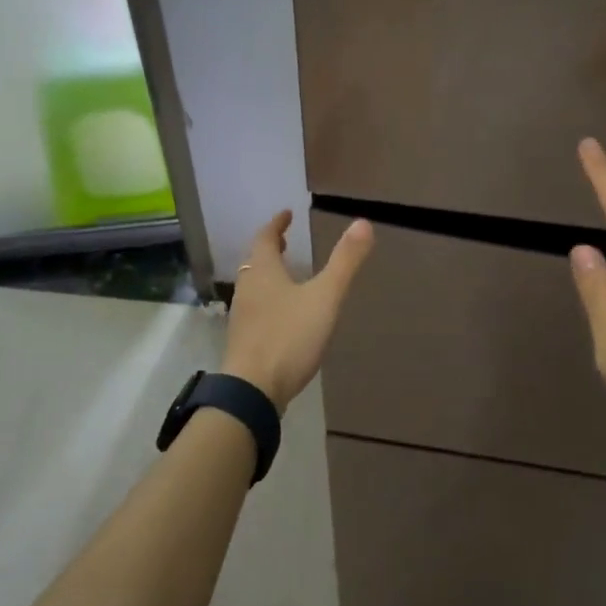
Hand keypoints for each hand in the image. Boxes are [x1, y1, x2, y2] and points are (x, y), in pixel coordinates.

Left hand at [221, 210, 374, 410]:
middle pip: (255, 261)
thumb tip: (363, 223)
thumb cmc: (289, 336)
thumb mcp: (324, 297)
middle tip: (284, 242)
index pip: (265, 238)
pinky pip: (255, 309)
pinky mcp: (244, 341)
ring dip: (268, 274)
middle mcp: (247, 288)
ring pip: (253, 285)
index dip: (276, 224)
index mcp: (263, 271)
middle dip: (270, 249)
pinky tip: (283, 315)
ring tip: (286, 274)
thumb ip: (344, 262)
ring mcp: (242, 316)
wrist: (253, 390)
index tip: (287, 215)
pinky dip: (268, 299)